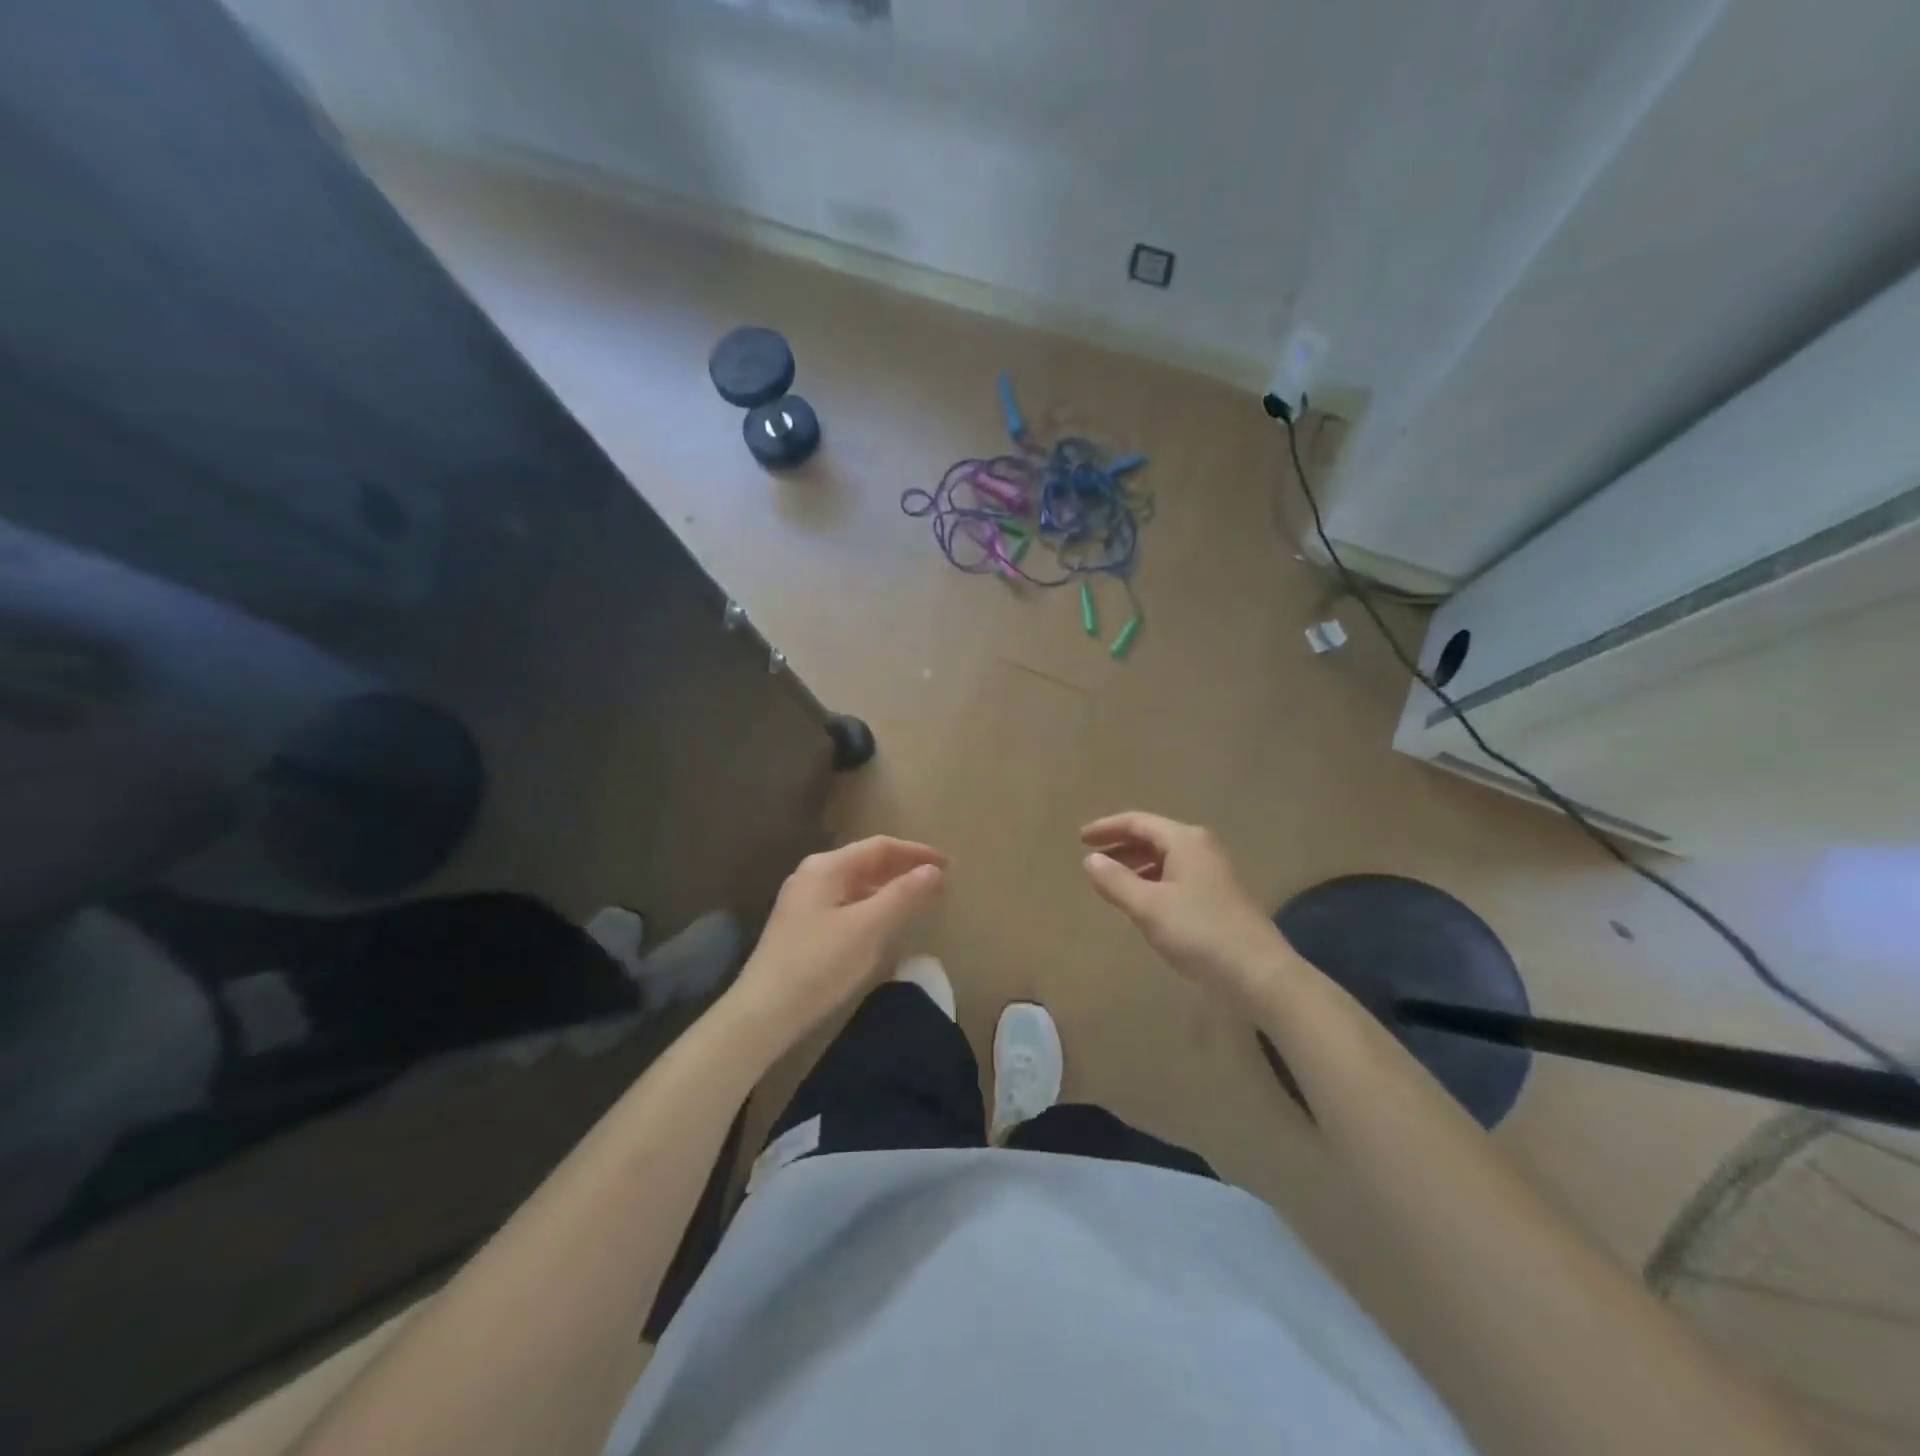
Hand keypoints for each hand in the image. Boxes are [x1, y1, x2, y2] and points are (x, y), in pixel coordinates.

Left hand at [727, 836, 947, 1050]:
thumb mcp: (868, 928)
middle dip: (903, 868)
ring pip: (856, 884)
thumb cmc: (819, 964)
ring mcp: (804, 900)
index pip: (880, 847)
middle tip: (939, 880)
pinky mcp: (802, 926)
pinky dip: (872, 905)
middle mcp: (813, 875)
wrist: (763, 1013)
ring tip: (919, 899)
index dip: (916, 852)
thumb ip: (902, 895)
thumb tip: (934, 870)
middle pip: (866, 861)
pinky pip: (846, 903)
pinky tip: (885, 922)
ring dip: (888, 887)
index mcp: (826, 867)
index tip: (948, 864)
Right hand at [1080, 812, 1287, 1012]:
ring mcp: (1213, 872)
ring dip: (1136, 865)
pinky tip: (1142, 903)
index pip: (1138, 822)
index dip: (1107, 828)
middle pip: (1153, 837)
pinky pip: (1176, 877)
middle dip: (1121, 846)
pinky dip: (1153, 882)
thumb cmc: (1199, 932)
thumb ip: (1116, 881)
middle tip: (1092, 859)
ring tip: (1111, 882)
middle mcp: (1201, 848)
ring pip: (1165, 859)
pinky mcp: (1219, 896)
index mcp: (1185, 841)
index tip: (1080, 838)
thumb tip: (1090, 860)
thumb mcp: (1148, 907)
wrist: (1260, 974)